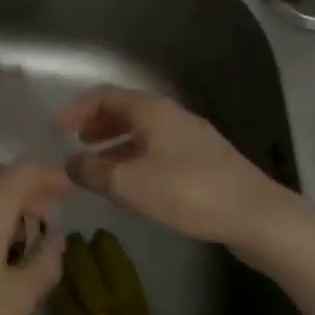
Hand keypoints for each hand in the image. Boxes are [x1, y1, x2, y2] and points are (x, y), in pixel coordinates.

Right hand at [56, 87, 314, 261]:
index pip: (105, 97)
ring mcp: (191, 139)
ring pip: (144, 135)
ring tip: (99, 171)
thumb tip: (69, 163)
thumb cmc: (187, 191)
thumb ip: (92, 171)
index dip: (77, 110)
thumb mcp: (129, 183)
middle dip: (97, 128)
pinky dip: (137, 162)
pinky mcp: (205, 163)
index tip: (56, 129)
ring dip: (117, 148)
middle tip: (76, 146)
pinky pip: (160, 153)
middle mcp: (171, 116)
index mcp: (152, 111)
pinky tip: (133, 190)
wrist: (258, 217)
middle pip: (126, 113)